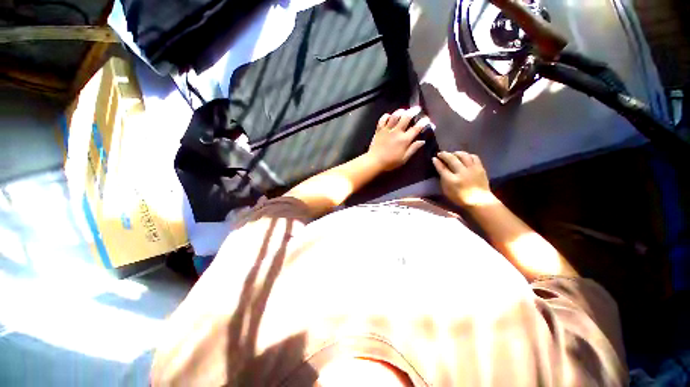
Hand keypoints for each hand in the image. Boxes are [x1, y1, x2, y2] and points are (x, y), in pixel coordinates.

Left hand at [367, 107, 430, 171]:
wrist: (374, 161)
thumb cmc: (390, 162)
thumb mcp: (404, 159)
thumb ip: (413, 149)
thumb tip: (422, 141)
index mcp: (404, 140)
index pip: (416, 128)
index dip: (424, 122)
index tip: (427, 120)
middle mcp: (396, 132)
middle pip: (406, 117)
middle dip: (413, 111)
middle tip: (417, 109)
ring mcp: (387, 130)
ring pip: (394, 116)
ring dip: (400, 111)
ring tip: (404, 110)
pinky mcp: (379, 130)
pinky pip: (382, 119)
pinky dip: (386, 116)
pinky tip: (389, 116)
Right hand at [432, 151, 495, 206]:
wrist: (479, 201)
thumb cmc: (460, 198)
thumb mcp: (447, 190)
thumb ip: (442, 179)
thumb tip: (440, 168)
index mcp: (451, 180)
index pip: (442, 168)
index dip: (437, 162)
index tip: (434, 158)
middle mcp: (461, 172)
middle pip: (451, 159)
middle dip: (444, 155)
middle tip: (440, 153)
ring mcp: (472, 169)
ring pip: (463, 155)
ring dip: (456, 153)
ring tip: (452, 154)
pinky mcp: (480, 168)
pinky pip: (473, 157)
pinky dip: (467, 155)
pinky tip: (464, 156)